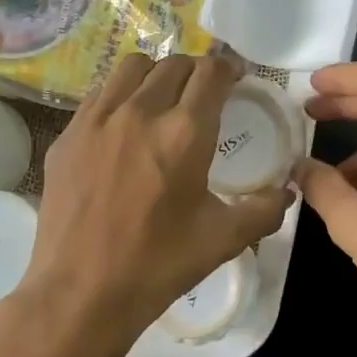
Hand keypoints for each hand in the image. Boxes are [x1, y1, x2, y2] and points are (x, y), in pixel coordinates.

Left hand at [0, 54, 291, 356]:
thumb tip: (289, 191)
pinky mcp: (67, 137)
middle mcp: (139, 112)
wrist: (81, 293)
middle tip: (205, 93)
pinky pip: (100, 94)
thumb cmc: (159, 265)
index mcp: (184, 134)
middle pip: (172, 63)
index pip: (211, 73)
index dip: (229, 68)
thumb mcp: (224, 239)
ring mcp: (96, 121)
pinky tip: (125, 126)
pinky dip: (121, 95)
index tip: (236, 78)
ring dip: (156, 74)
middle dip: (195, 70)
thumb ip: (264, 209)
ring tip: (164, 99)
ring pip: (131, 68)